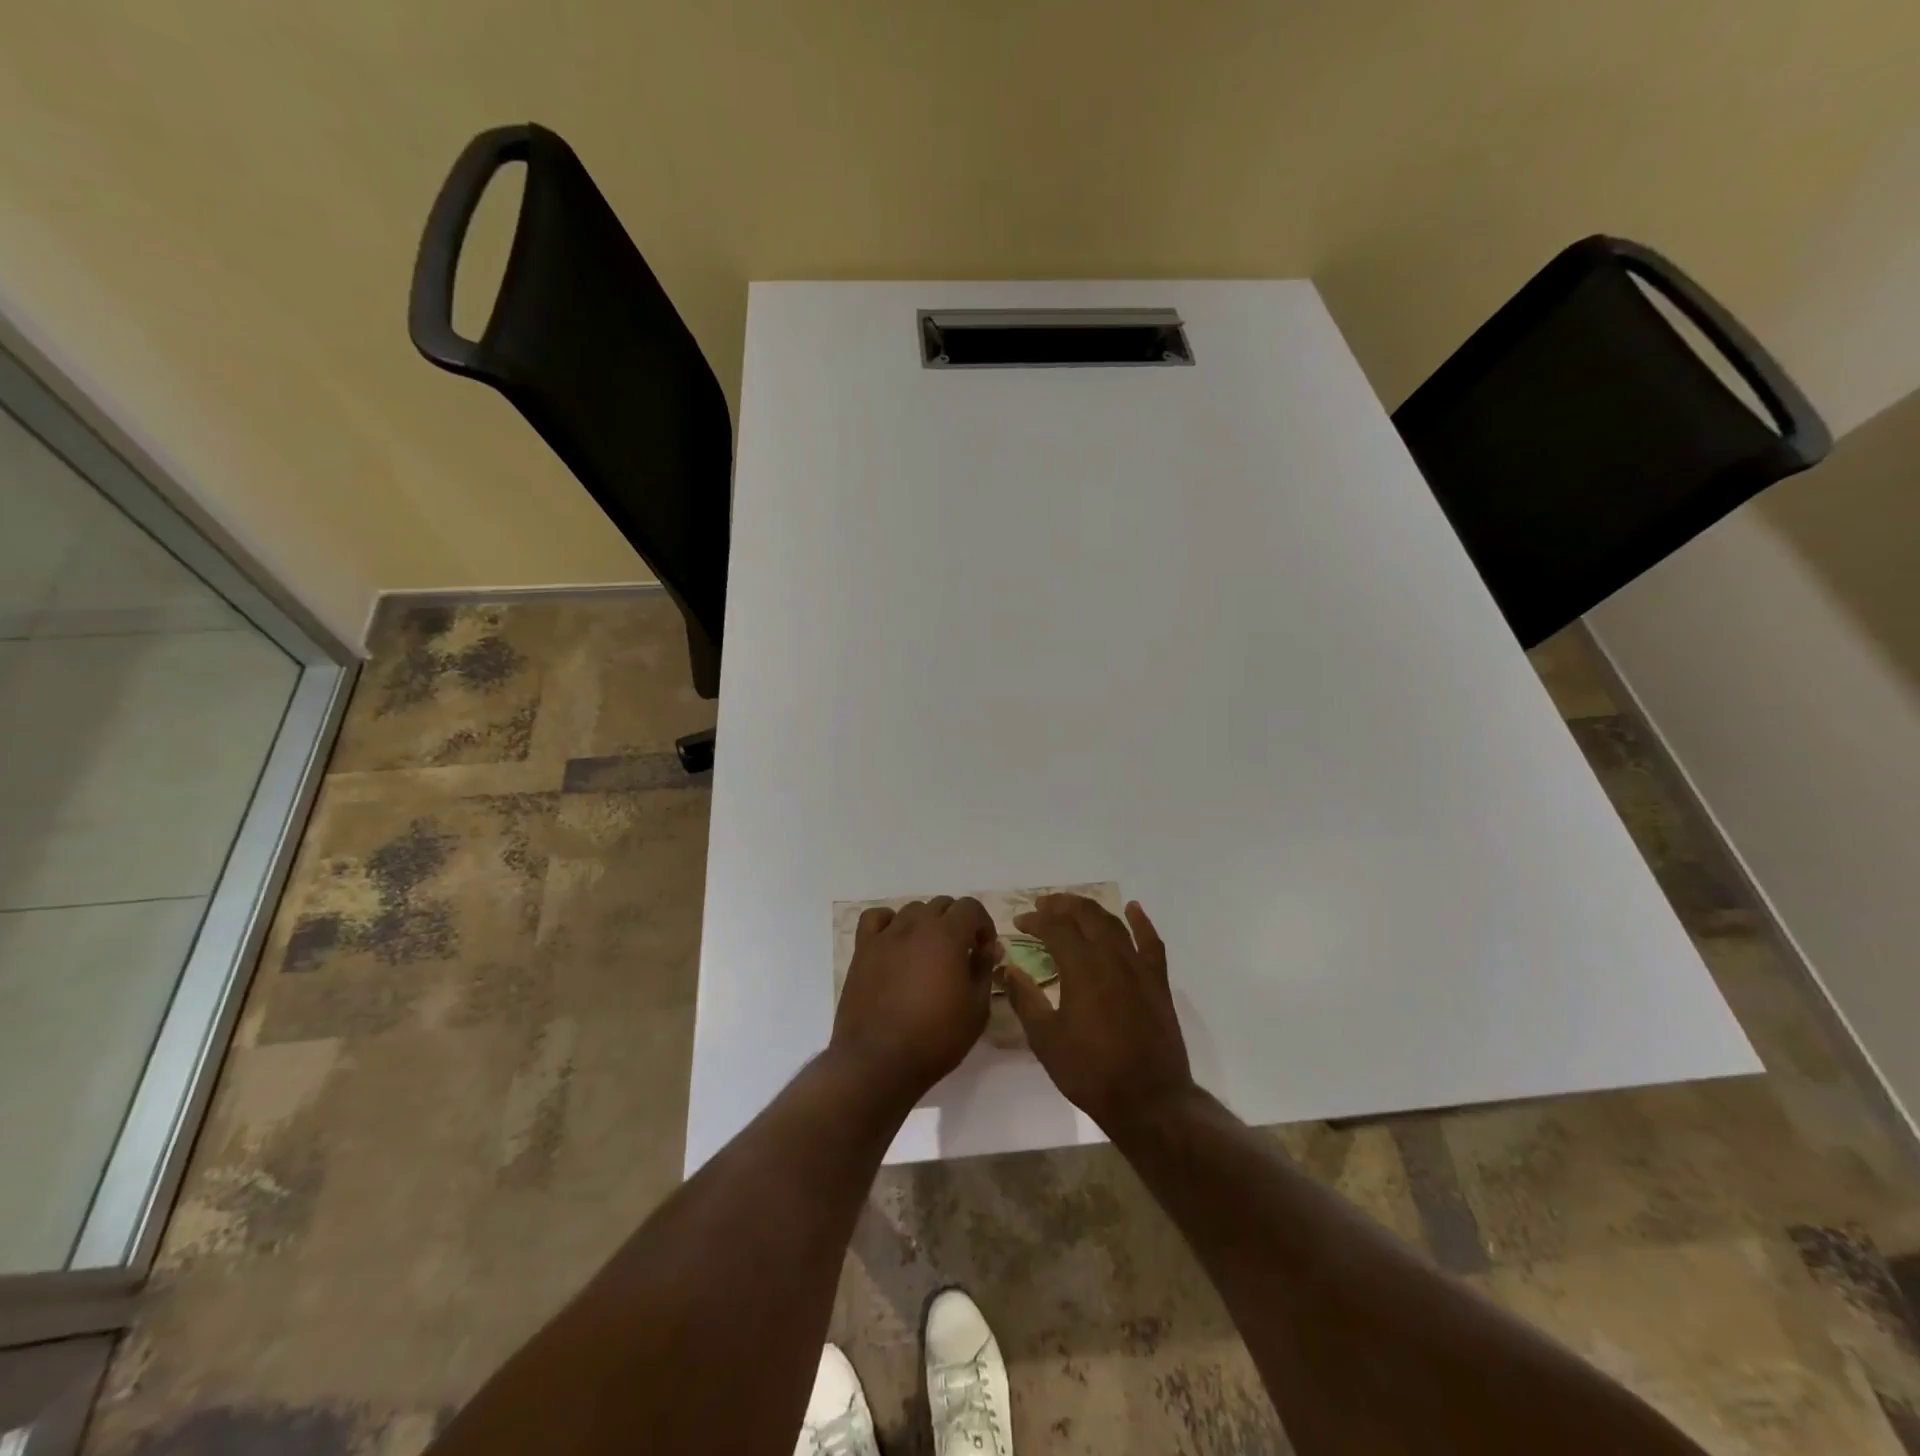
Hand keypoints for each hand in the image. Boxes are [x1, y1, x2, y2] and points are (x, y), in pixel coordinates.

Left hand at [830, 896, 1000, 1104]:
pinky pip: (876, 919)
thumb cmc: (935, 1038)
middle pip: (941, 905)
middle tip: (960, 954)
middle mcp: (916, 926)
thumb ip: (984, 970)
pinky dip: (889, 922)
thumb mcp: (977, 1009)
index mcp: (947, 935)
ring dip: (926, 924)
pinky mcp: (863, 949)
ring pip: (912, 910)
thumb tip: (988, 948)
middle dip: (957, 922)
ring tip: (928, 953)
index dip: (983, 924)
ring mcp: (886, 936)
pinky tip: (895, 942)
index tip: (985, 949)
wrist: (879, 1061)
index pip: (970, 907)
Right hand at [1003, 894, 1195, 1131]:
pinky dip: (1141, 922)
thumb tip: (1008, 969)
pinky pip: (1151, 942)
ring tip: (1073, 906)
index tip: (1019, 921)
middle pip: (1085, 916)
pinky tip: (1133, 909)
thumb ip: (1026, 999)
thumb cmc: (1090, 1072)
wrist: (1149, 1100)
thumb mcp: (1046, 1040)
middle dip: (1061, 905)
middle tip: (1042, 906)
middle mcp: (1111, 957)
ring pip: (1113, 923)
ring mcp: (1138, 967)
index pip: (1055, 928)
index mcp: (1082, 968)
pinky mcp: (1157, 982)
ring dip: (1091, 909)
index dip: (1035, 920)